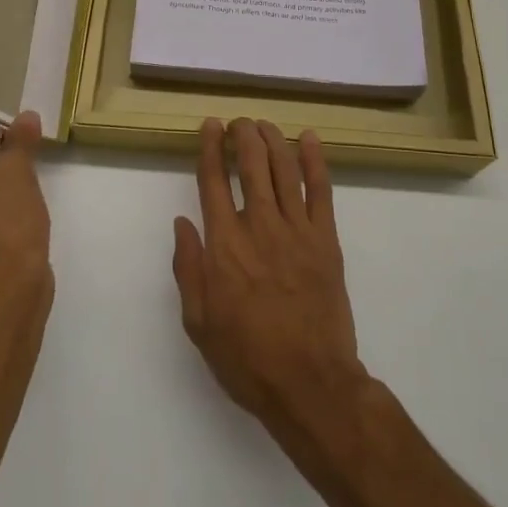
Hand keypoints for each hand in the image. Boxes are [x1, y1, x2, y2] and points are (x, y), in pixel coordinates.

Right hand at [172, 117, 366, 429]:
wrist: (310, 384)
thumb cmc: (247, 358)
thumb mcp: (199, 322)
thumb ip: (188, 267)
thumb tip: (182, 222)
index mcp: (224, 245)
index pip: (213, 181)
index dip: (210, 148)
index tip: (210, 126)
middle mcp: (259, 226)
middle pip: (251, 165)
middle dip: (243, 136)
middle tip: (239, 122)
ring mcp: (296, 230)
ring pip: (284, 169)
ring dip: (272, 140)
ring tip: (264, 125)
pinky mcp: (325, 239)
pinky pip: (321, 190)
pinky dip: (315, 160)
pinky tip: (308, 139)